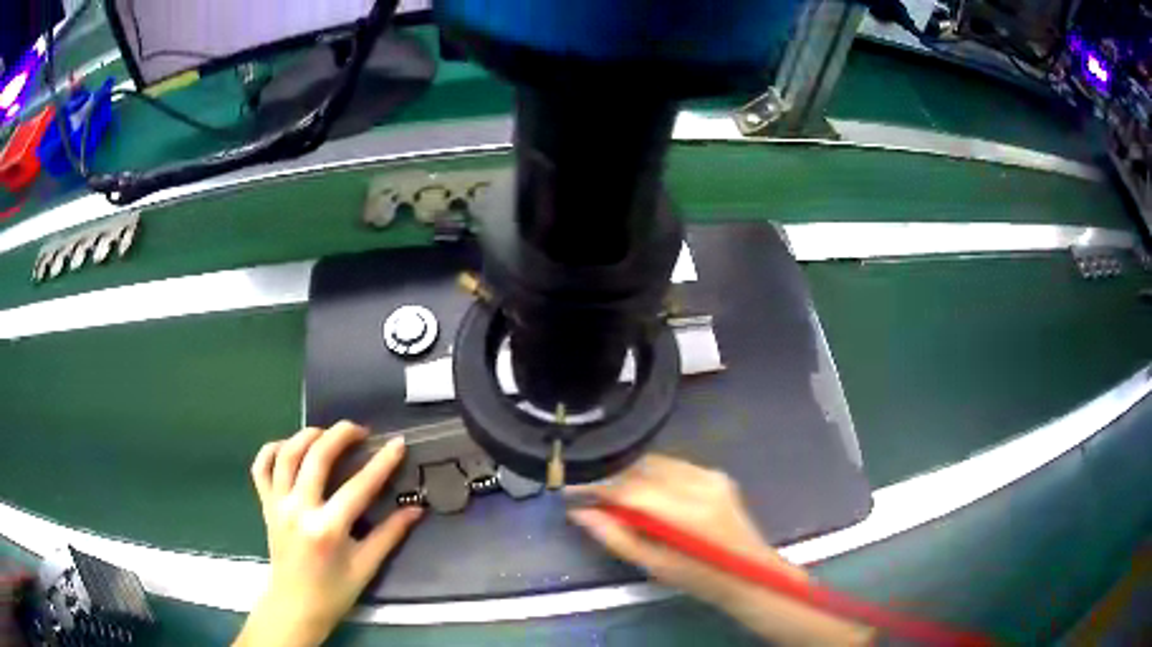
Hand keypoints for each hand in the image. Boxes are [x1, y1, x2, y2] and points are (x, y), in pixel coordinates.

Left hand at [235, 422, 422, 646]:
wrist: (295, 606)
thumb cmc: (334, 592)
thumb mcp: (366, 566)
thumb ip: (390, 534)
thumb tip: (416, 509)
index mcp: (327, 529)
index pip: (359, 486)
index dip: (381, 463)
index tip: (398, 444)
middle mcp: (298, 509)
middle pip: (317, 457)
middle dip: (340, 435)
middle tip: (360, 430)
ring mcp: (278, 505)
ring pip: (287, 454)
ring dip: (308, 435)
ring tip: (327, 433)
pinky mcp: (265, 505)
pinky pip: (261, 467)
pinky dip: (273, 449)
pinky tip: (290, 447)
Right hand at [567, 456, 872, 645]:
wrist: (750, 573)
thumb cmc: (701, 578)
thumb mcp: (654, 565)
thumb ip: (616, 536)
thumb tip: (581, 513)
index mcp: (686, 512)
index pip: (629, 488)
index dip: (595, 487)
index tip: (569, 489)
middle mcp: (699, 483)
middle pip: (640, 468)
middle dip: (611, 478)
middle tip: (588, 494)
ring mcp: (711, 475)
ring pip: (655, 463)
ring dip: (630, 475)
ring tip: (613, 496)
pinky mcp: (716, 474)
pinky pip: (672, 466)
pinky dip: (651, 475)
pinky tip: (644, 493)